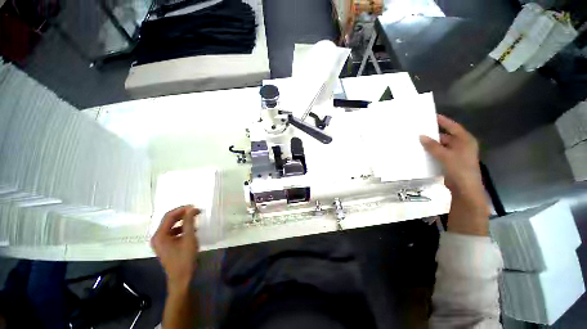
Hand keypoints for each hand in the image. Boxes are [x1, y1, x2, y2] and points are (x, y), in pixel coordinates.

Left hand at [151, 205, 199, 291]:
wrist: (181, 278)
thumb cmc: (185, 258)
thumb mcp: (189, 238)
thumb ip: (189, 222)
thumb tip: (191, 208)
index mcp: (160, 235)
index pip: (169, 216)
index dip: (182, 209)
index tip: (195, 207)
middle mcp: (157, 237)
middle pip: (169, 220)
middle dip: (183, 214)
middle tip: (197, 211)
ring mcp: (160, 242)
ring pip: (172, 226)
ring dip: (183, 221)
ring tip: (195, 219)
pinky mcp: (165, 246)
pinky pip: (173, 232)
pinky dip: (182, 228)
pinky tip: (191, 230)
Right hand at [420, 115, 488, 235]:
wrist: (465, 189)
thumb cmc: (460, 169)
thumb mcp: (445, 155)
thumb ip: (433, 146)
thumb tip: (421, 136)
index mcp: (465, 140)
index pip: (453, 126)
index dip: (442, 121)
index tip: (430, 116)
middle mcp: (461, 145)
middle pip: (446, 136)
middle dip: (433, 134)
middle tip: (419, 130)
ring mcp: (455, 154)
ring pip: (441, 145)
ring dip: (430, 144)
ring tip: (417, 140)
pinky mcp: (450, 162)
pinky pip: (438, 153)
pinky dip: (431, 152)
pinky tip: (421, 151)